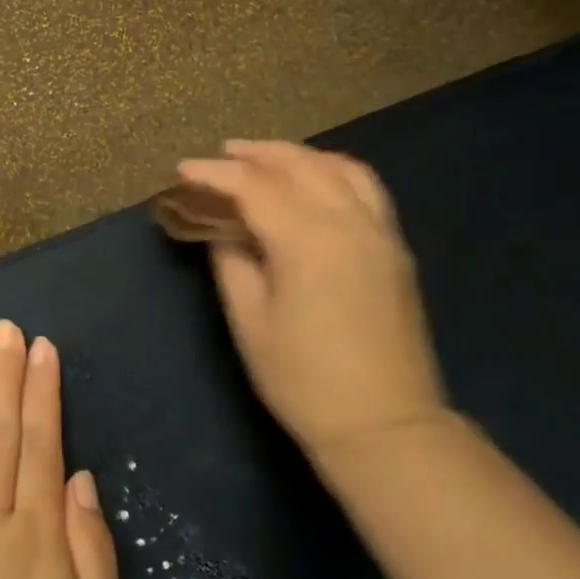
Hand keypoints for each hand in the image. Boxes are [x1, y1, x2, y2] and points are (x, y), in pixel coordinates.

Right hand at [177, 140, 448, 464]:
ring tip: (266, 159)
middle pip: (300, 165)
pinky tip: (315, 181)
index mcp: (308, 241)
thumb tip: (223, 229)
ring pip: (340, 168)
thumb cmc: (303, 380)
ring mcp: (380, 233)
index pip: (255, 187)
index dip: (215, 175)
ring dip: (298, 156)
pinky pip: (366, 188)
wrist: (383, 424)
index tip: (183, 170)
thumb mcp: (250, 322)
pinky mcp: (395, 249)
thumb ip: (233, 263)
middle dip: (256, 154)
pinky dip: (334, 171)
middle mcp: (349, 222)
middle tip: (221, 156)